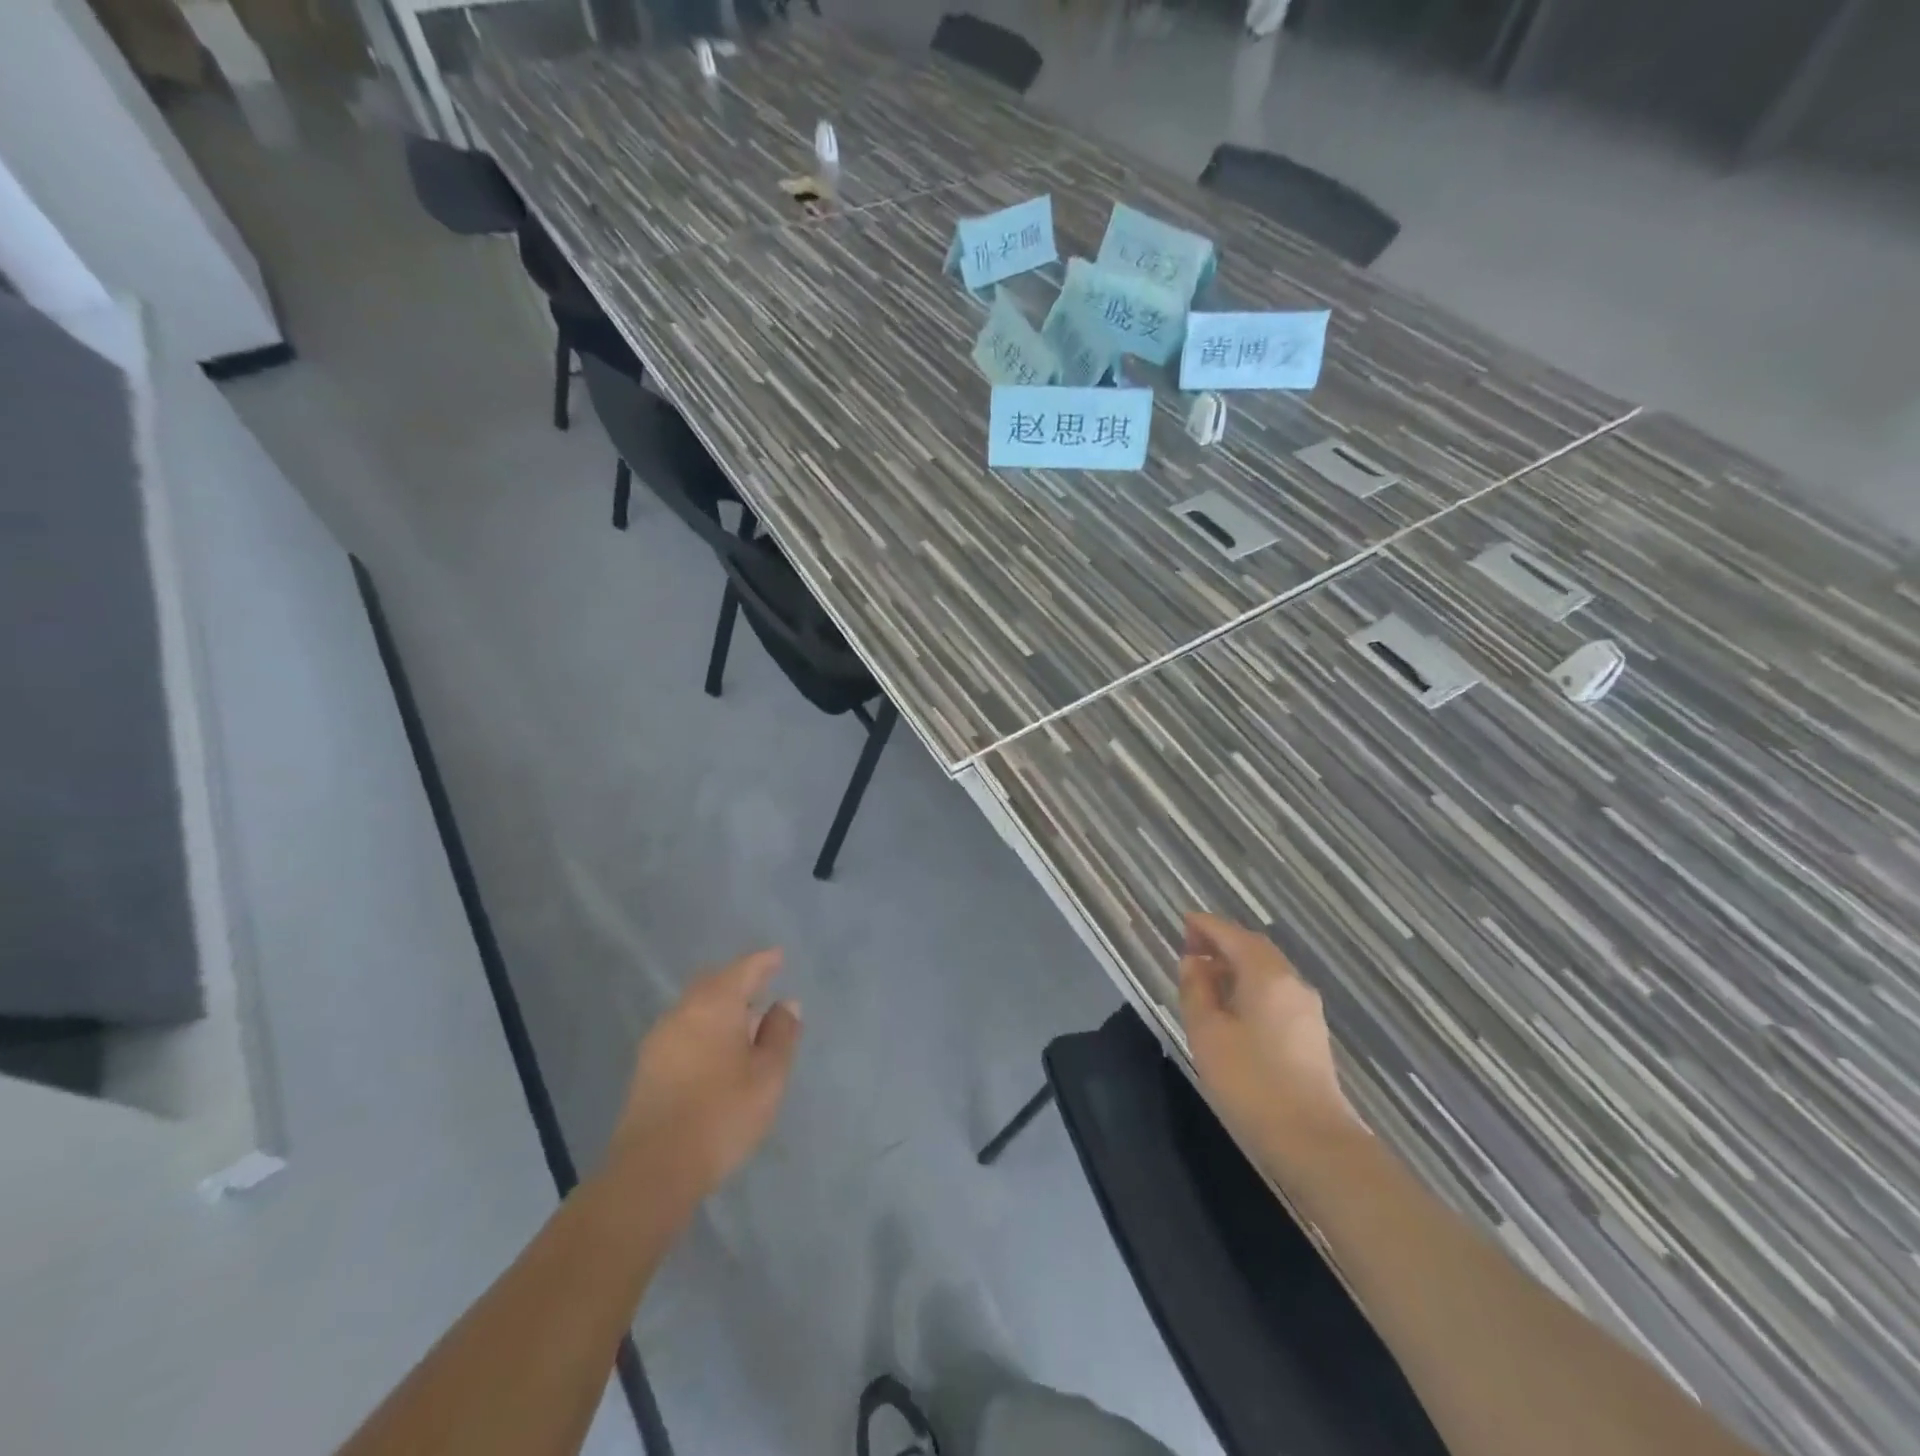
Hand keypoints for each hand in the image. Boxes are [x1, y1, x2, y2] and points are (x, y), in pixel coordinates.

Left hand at [603, 949, 802, 1214]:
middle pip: (714, 983)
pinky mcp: (646, 1067)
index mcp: (715, 1004)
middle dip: (738, 982)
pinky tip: (716, 1053)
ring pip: (695, 1007)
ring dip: (720, 1008)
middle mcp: (683, 1011)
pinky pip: (683, 1030)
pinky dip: (704, 1029)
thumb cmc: (722, 1115)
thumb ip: (781, 1035)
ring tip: (743, 1026)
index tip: (778, 957)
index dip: (764, 962)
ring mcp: (659, 1038)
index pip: (744, 969)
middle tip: (762, 990)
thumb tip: (785, 1004)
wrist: (652, 1170)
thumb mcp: (768, 1076)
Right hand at [1178, 913, 1357, 1158]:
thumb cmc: (1251, 1082)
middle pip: (1254, 949)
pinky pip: (1275, 993)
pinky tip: (1231, 1006)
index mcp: (1266, 975)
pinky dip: (1250, 986)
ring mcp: (1306, 1010)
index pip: (1233, 935)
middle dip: (1222, 943)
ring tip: (1205, 976)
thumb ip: (1197, 991)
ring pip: (1267, 972)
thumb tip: (1193, 963)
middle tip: (1190, 947)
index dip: (1206, 926)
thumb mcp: (1207, 1033)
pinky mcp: (1310, 1035)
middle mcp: (1292, 983)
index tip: (1183, 921)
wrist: (1313, 1142)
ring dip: (1236, 966)